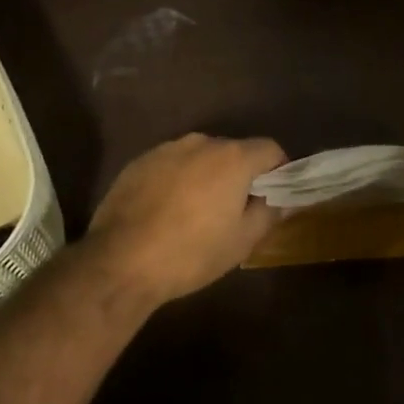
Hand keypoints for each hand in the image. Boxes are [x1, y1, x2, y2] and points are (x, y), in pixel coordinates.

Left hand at [85, 134, 286, 304]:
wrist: (120, 261)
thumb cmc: (191, 253)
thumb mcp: (241, 241)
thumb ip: (269, 213)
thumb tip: (284, 201)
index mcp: (232, 158)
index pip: (270, 149)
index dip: (279, 171)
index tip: (274, 196)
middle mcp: (201, 142)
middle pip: (234, 151)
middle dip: (240, 175)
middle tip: (235, 210)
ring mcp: (166, 149)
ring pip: (200, 157)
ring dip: (207, 176)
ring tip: (197, 211)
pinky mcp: (139, 161)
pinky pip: (171, 164)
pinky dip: (178, 179)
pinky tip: (167, 211)